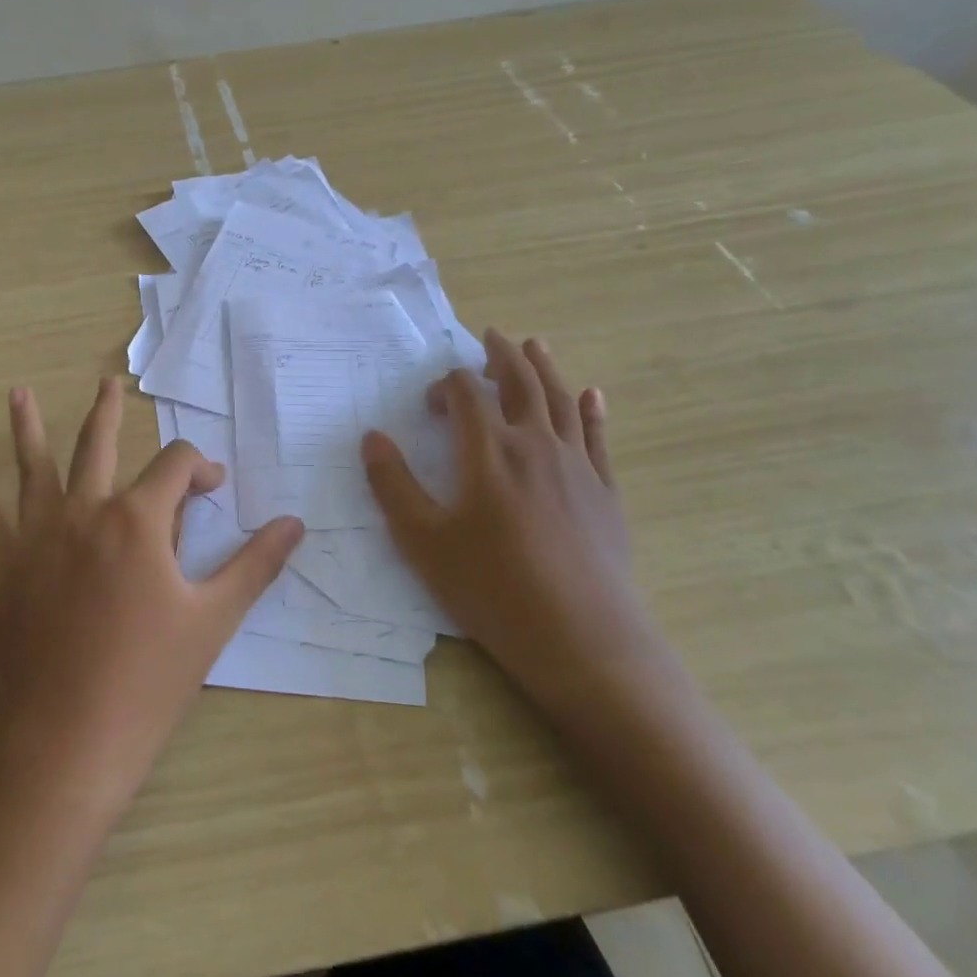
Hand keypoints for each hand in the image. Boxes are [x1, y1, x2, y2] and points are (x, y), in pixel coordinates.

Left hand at [0, 378, 304, 809]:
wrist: (67, 741)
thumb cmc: (149, 679)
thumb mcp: (214, 619)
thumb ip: (256, 564)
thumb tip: (295, 522)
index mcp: (138, 519)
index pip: (177, 466)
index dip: (201, 468)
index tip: (212, 487)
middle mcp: (85, 511)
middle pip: (99, 445)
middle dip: (109, 412)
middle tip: (109, 383)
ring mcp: (36, 536)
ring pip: (34, 467)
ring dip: (29, 427)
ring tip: (18, 392)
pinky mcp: (1, 568)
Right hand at [361, 331, 670, 719]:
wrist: (584, 642)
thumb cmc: (493, 589)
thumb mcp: (424, 542)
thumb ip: (394, 485)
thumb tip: (372, 438)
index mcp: (489, 451)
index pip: (467, 393)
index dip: (447, 386)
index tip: (431, 406)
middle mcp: (535, 445)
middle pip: (520, 382)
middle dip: (501, 355)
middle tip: (491, 335)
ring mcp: (576, 466)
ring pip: (560, 400)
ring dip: (545, 367)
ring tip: (535, 344)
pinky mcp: (604, 492)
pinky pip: (596, 437)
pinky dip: (591, 410)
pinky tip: (592, 395)